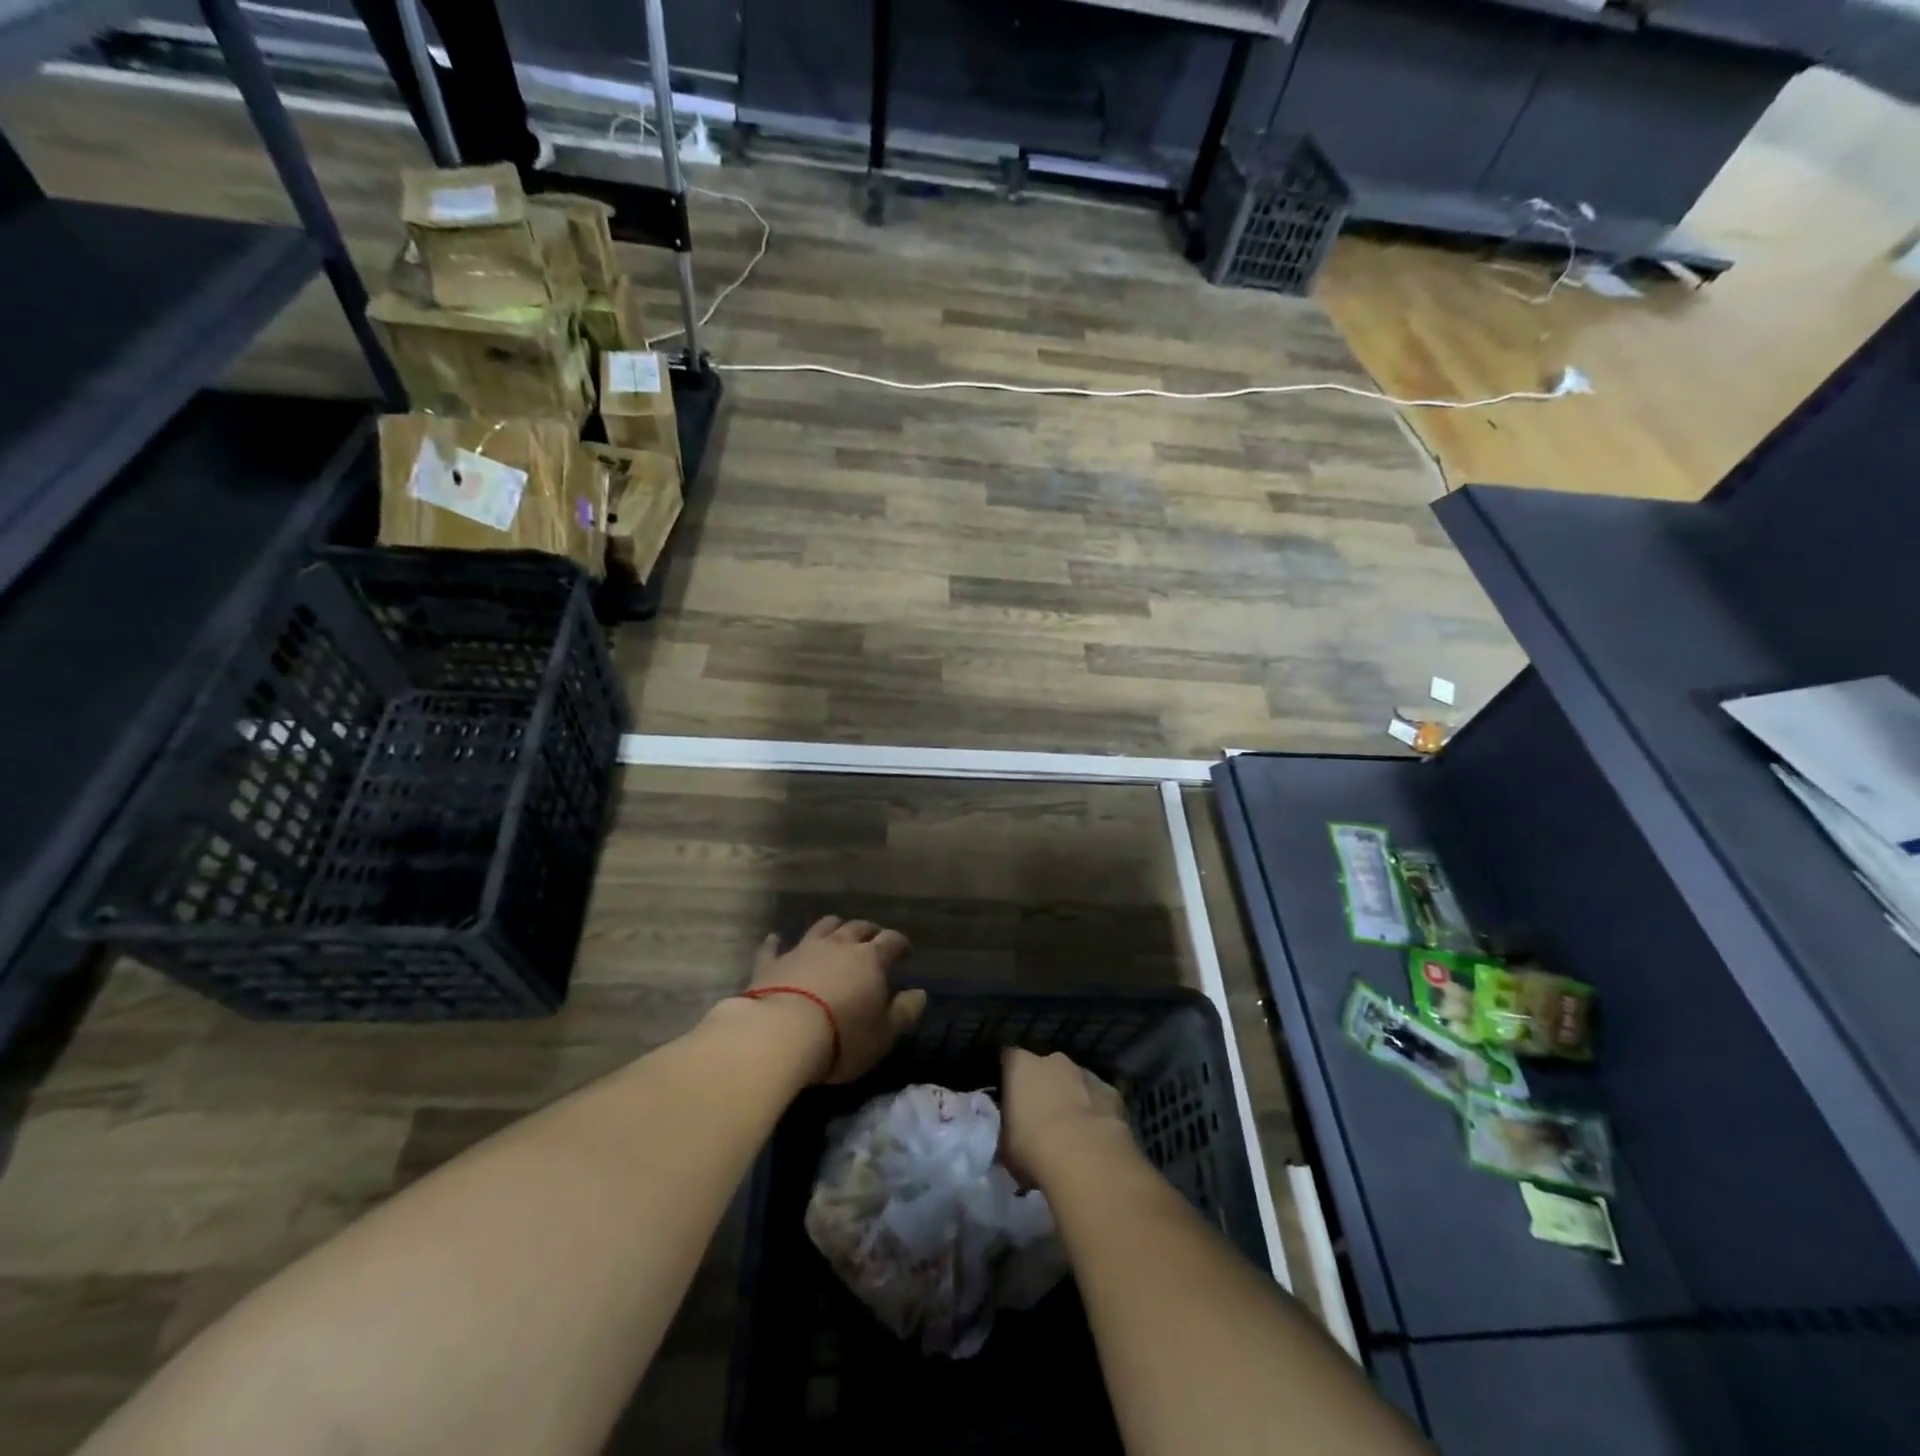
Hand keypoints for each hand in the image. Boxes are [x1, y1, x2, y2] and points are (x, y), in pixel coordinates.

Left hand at [749, 916, 924, 1084]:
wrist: (781, 1033)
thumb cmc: (842, 1036)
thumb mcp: (883, 1033)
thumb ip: (904, 1011)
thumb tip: (920, 993)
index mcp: (870, 959)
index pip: (891, 941)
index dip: (900, 943)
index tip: (905, 949)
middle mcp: (838, 946)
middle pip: (857, 928)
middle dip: (868, 931)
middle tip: (873, 937)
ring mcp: (803, 950)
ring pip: (821, 928)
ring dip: (832, 927)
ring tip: (836, 930)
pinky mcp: (772, 963)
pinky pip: (773, 947)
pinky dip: (776, 942)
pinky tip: (775, 938)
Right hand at [999, 1048, 1133, 1186]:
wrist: (1086, 1158)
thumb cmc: (1033, 1147)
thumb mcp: (1004, 1145)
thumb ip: (1005, 1129)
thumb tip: (1010, 1132)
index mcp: (1021, 1065)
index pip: (1009, 1059)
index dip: (1009, 1077)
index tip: (1009, 1098)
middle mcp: (1053, 1060)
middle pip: (1044, 1068)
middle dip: (1043, 1087)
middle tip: (1040, 1119)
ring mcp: (1085, 1073)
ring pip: (1074, 1082)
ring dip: (1070, 1098)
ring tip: (1070, 1132)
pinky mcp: (1112, 1092)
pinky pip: (1098, 1099)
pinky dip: (1095, 1112)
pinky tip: (1094, 1138)